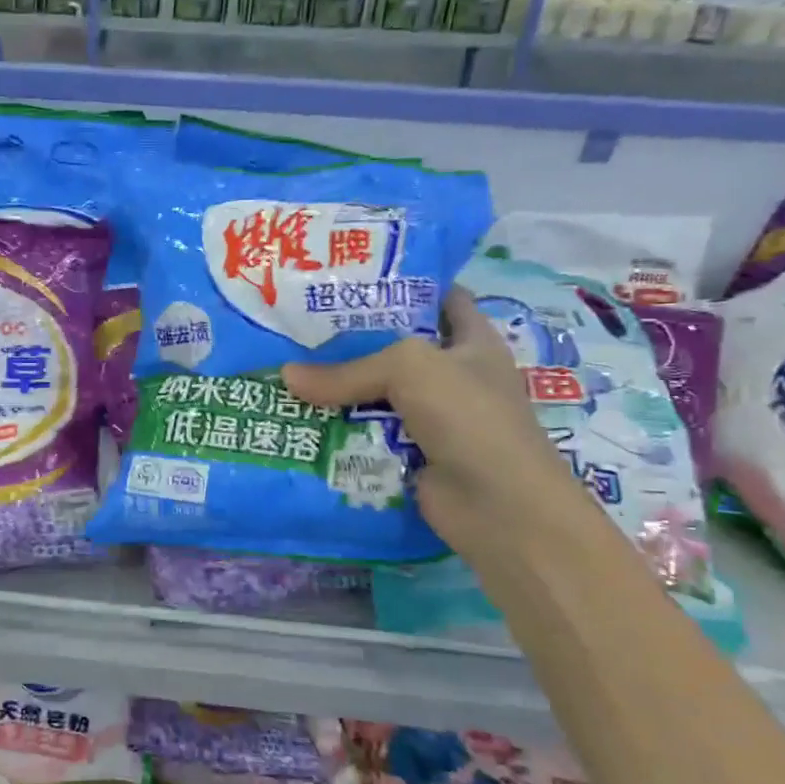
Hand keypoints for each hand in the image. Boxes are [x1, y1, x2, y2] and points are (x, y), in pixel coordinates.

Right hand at [280, 288, 600, 566]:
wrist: (499, 508)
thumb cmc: (468, 417)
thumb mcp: (410, 369)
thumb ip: (348, 369)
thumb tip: (285, 376)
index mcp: (472, 341)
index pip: (441, 297)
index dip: (404, 282)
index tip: (352, 275)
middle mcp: (453, 375)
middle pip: (395, 347)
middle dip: (352, 338)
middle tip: (299, 324)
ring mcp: (432, 418)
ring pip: (375, 393)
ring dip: (337, 388)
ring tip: (285, 368)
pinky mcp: (410, 454)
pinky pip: (367, 433)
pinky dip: (338, 429)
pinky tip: (299, 417)